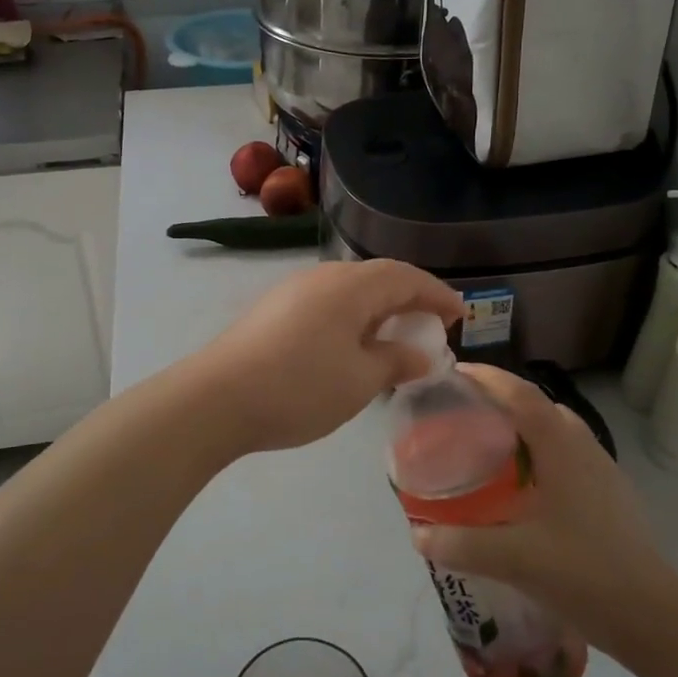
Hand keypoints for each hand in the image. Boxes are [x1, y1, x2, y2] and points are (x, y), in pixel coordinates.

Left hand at [189, 260, 461, 456]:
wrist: (216, 399)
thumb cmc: (299, 387)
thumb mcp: (360, 380)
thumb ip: (396, 362)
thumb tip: (420, 354)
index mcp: (351, 286)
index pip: (406, 278)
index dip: (437, 294)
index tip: (460, 315)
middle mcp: (323, 277)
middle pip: (378, 277)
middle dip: (410, 299)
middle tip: (431, 325)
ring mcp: (293, 290)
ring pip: (350, 290)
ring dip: (379, 309)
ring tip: (394, 337)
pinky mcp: (273, 309)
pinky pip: (327, 303)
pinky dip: (352, 317)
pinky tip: (351, 345)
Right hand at [410, 364, 677, 656]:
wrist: (656, 619)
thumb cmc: (585, 574)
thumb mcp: (514, 559)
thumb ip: (462, 544)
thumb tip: (417, 535)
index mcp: (561, 447)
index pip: (520, 393)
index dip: (487, 377)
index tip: (454, 371)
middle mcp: (584, 447)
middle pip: (539, 406)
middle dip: (501, 399)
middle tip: (464, 411)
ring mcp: (603, 471)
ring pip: (557, 430)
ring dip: (523, 426)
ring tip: (490, 445)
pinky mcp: (611, 496)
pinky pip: (568, 455)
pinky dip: (540, 453)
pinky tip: (524, 488)